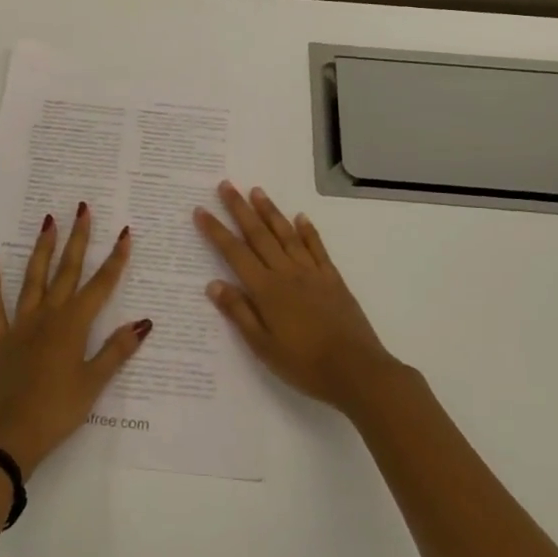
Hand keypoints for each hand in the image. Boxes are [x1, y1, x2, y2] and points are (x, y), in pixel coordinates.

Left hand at [0, 203, 150, 475]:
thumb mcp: (94, 383)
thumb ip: (116, 350)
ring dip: (42, 249)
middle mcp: (48, 316)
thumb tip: (144, 321)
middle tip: (82, 208)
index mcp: (73, 325)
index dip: (115, 259)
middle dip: (78, 238)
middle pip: (66, 271)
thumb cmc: (57, 411)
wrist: (9, 435)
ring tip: (48, 221)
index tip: (125, 232)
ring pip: (33, 278)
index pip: (101, 285)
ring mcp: (20, 324)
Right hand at [194, 182, 399, 413]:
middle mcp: (286, 272)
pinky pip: (317, 248)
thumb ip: (239, 312)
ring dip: (270, 211)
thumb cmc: (304, 364)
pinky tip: (301, 217)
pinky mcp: (332, 278)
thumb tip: (213, 283)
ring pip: (286, 234)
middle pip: (258, 235)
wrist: (356, 370)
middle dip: (239, 209)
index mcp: (266, 290)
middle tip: (226, 185)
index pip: (234, 253)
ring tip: (257, 191)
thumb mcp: (263, 346)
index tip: (201, 209)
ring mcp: (311, 272)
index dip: (216, 231)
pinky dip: (308, 231)